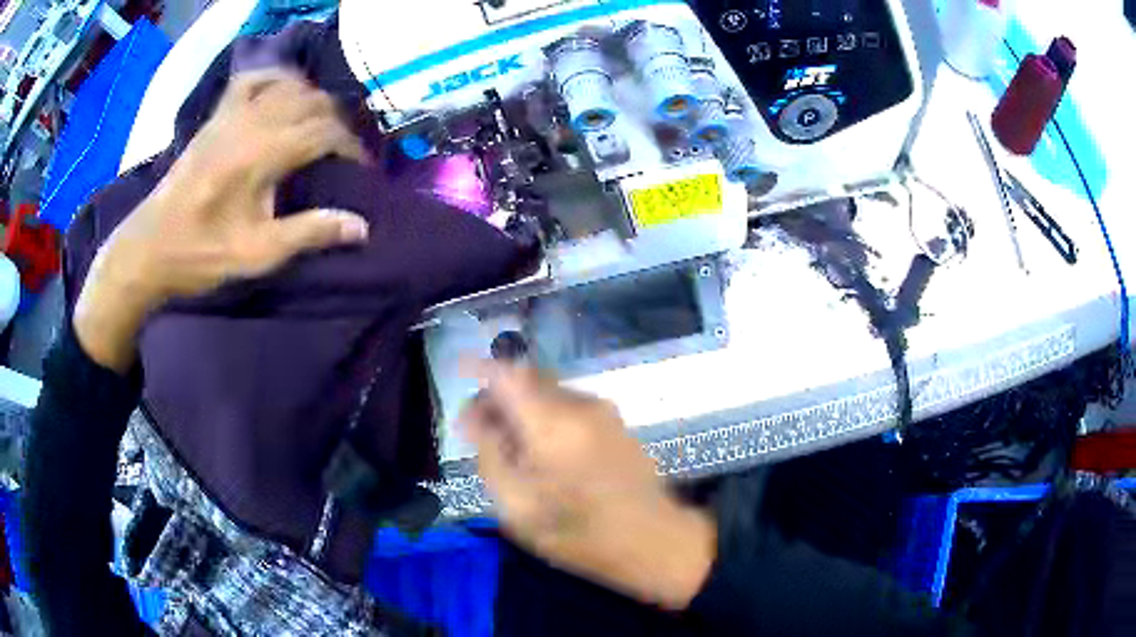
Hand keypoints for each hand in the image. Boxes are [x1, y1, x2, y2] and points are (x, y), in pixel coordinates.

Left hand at [75, 70, 370, 371]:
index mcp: (261, 155)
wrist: (149, 248)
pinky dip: (277, 80)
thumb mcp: (257, 254)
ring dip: (313, 100)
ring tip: (319, 125)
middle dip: (337, 122)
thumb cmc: (200, 254)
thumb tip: (361, 226)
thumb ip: (309, 233)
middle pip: (312, 102)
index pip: (325, 131)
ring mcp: (231, 113)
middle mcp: (251, 122)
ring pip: (289, 85)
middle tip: (343, 151)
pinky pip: (254, 79)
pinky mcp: (216, 116)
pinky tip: (283, 94)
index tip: (361, 168)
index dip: (351, 146)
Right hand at [461, 363, 715, 609]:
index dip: (477, 368)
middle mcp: (579, 405)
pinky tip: (542, 452)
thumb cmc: (579, 532)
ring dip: (522, 406)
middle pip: (527, 378)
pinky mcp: (615, 421)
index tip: (457, 374)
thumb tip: (473, 416)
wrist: (653, 540)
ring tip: (510, 447)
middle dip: (498, 394)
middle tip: (480, 429)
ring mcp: (603, 410)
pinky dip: (545, 415)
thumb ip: (490, 454)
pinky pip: (568, 405)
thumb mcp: (517, 507)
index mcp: (552, 424)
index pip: (506, 374)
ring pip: (548, 391)